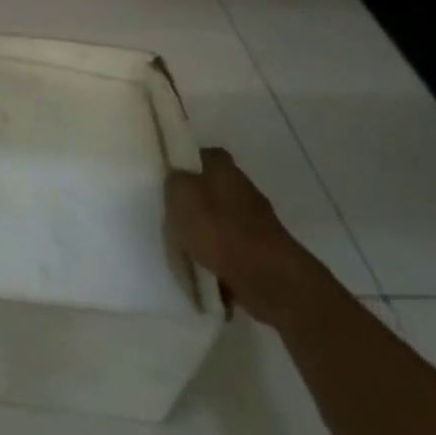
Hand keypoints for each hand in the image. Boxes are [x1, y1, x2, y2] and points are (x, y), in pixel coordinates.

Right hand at [165, 149, 324, 329]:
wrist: (269, 279)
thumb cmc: (220, 230)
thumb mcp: (182, 195)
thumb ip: (174, 181)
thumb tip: (177, 178)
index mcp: (224, 168)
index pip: (202, 155)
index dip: (185, 164)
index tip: (166, 179)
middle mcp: (243, 188)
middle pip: (211, 188)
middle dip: (194, 201)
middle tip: (170, 215)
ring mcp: (256, 221)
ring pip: (220, 220)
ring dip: (205, 231)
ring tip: (183, 247)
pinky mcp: (261, 251)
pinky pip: (230, 249)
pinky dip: (218, 257)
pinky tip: (203, 268)